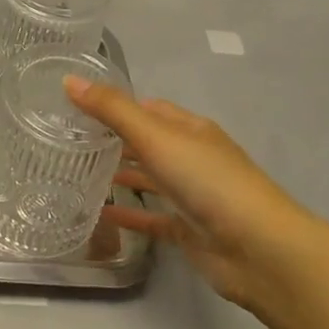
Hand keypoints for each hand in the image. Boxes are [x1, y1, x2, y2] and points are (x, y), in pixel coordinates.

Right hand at [65, 78, 323, 315]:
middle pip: (148, 142)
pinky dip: (128, 215)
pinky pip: (151, 218)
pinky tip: (100, 215)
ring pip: (150, 180)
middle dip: (114, 140)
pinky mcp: (188, 230)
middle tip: (69, 141)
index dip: (117, 105)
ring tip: (77, 174)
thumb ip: (111, 110)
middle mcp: (192, 158)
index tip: (78, 107)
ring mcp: (192, 195)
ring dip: (120, 175)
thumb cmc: (208, 181)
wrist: (258, 249)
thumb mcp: (155, 136)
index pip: (149, 108)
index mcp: (190, 129)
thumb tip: (69, 80)